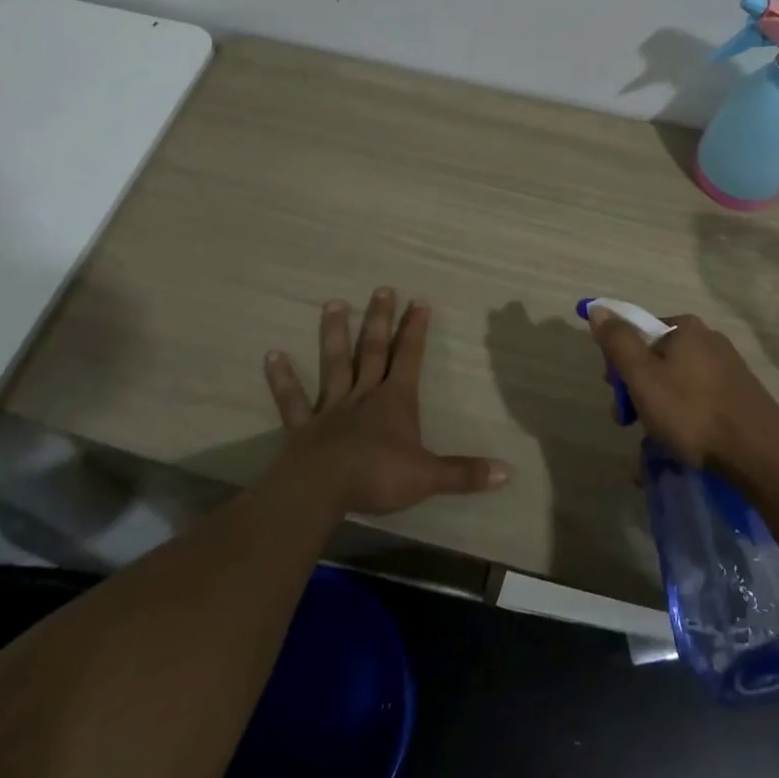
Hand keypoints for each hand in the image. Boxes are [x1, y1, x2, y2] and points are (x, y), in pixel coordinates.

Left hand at [264, 288, 509, 514]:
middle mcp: (364, 395)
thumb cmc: (378, 476)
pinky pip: (292, 400)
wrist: (322, 489)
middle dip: (380, 319)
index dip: (416, 330)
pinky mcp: (303, 427)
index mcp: (395, 401)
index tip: (419, 301)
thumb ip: (464, 473)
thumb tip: (506, 472)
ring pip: (334, 363)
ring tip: (333, 303)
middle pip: (374, 350)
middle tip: (382, 289)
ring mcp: (331, 408)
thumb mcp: (428, 476)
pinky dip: (282, 378)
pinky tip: (272, 355)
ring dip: (334, 334)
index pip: (410, 357)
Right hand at [588, 307, 778, 480]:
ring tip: (653, 444)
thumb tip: (598, 309)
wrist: (761, 453)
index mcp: (684, 327)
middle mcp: (707, 338)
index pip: (637, 333)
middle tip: (630, 423)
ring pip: (676, 383)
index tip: (617, 394)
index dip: (619, 363)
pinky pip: (698, 400)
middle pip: (656, 358)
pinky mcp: (739, 394)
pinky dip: (682, 419)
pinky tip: (678, 447)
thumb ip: (618, 342)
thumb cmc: (693, 412)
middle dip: (637, 390)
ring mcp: (727, 367)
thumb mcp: (643, 377)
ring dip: (657, 410)